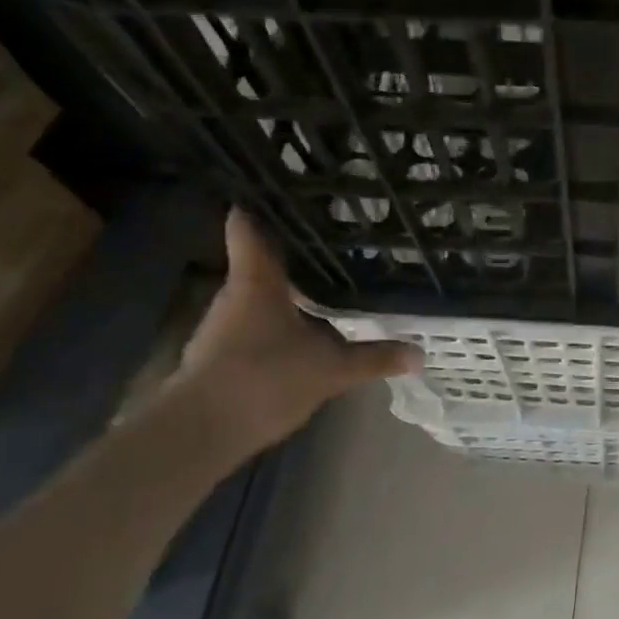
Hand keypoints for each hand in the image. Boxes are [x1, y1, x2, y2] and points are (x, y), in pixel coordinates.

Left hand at [155, 209, 420, 465]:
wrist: (198, 434)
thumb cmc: (262, 379)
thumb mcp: (330, 370)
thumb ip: (373, 358)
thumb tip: (420, 353)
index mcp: (256, 278)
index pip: (248, 222)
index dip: (263, 199)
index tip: (287, 184)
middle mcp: (236, 291)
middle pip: (261, 255)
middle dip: (294, 246)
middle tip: (335, 234)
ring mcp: (224, 322)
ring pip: (259, 289)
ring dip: (287, 283)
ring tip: (327, 273)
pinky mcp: (220, 351)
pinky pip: (255, 319)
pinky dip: (278, 315)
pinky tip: (304, 323)